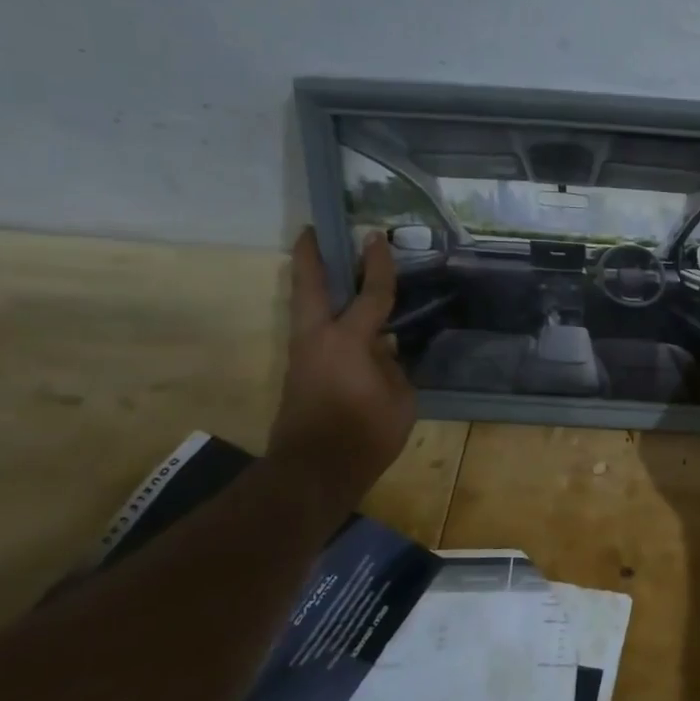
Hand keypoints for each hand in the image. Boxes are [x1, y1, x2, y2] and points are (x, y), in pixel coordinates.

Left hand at [267, 228, 416, 512]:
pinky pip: (313, 331)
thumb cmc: (366, 433)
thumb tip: (383, 352)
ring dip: (312, 283)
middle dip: (311, 256)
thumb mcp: (399, 398)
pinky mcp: (299, 372)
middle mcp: (318, 338)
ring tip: (326, 267)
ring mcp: (303, 355)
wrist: (315, 469)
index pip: (370, 294)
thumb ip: (392, 367)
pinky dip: (323, 313)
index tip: (376, 236)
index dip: (378, 265)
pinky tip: (343, 319)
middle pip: (309, 286)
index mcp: (348, 340)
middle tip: (312, 231)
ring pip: (304, 307)